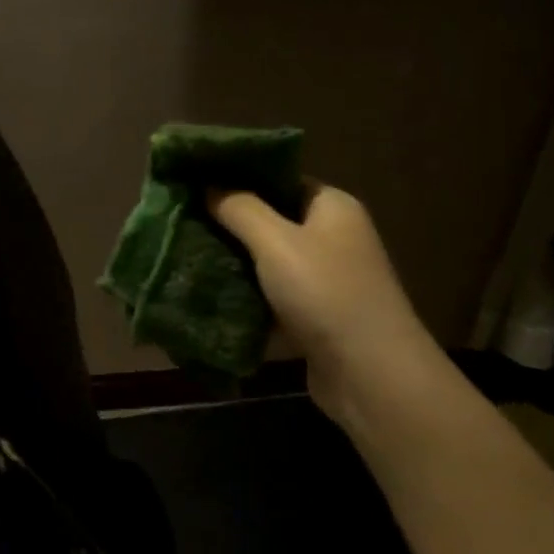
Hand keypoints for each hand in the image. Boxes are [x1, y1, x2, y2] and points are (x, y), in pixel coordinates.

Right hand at [209, 181, 432, 419]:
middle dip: (230, 227)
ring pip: (269, 265)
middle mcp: (333, 239)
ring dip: (235, 267)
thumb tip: (209, 185)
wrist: (369, 372)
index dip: (240, 181)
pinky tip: (210, 300)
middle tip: (184, 225)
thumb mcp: (276, 242)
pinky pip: (273, 300)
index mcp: (332, 207)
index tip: (196, 186)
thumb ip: (240, 209)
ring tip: (187, 260)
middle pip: (273, 223)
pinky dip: (248, 301)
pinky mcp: (316, 318)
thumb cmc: (324, 293)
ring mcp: (326, 281)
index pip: (281, 181)